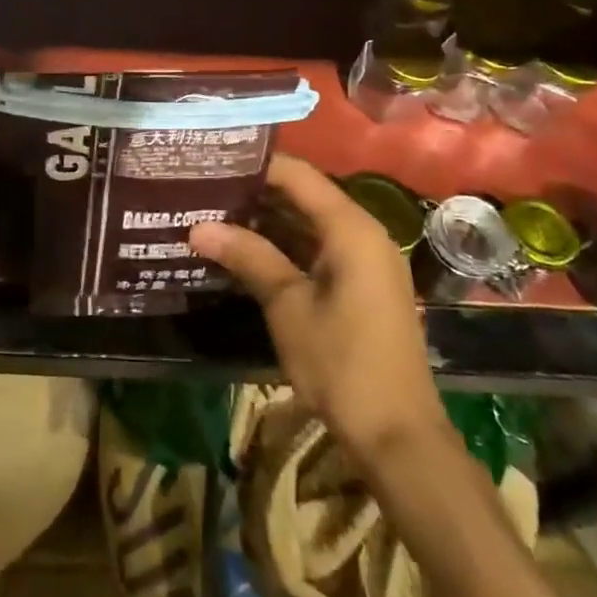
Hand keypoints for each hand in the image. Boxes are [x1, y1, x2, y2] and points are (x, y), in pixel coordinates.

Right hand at [190, 155, 452, 465]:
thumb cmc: (342, 364)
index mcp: (351, 228)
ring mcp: (365, 261)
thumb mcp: (288, 306)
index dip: (255, 164)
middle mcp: (363, 233)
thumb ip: (248, 257)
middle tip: (205, 187)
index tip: (213, 160)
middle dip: (256, 191)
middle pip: (304, 195)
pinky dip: (284, 246)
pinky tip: (245, 249)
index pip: (298, 175)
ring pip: (309, 223)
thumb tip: (198, 227)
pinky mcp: (362, 285)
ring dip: (267, 220)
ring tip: (214, 212)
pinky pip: (318, 248)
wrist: (398, 436)